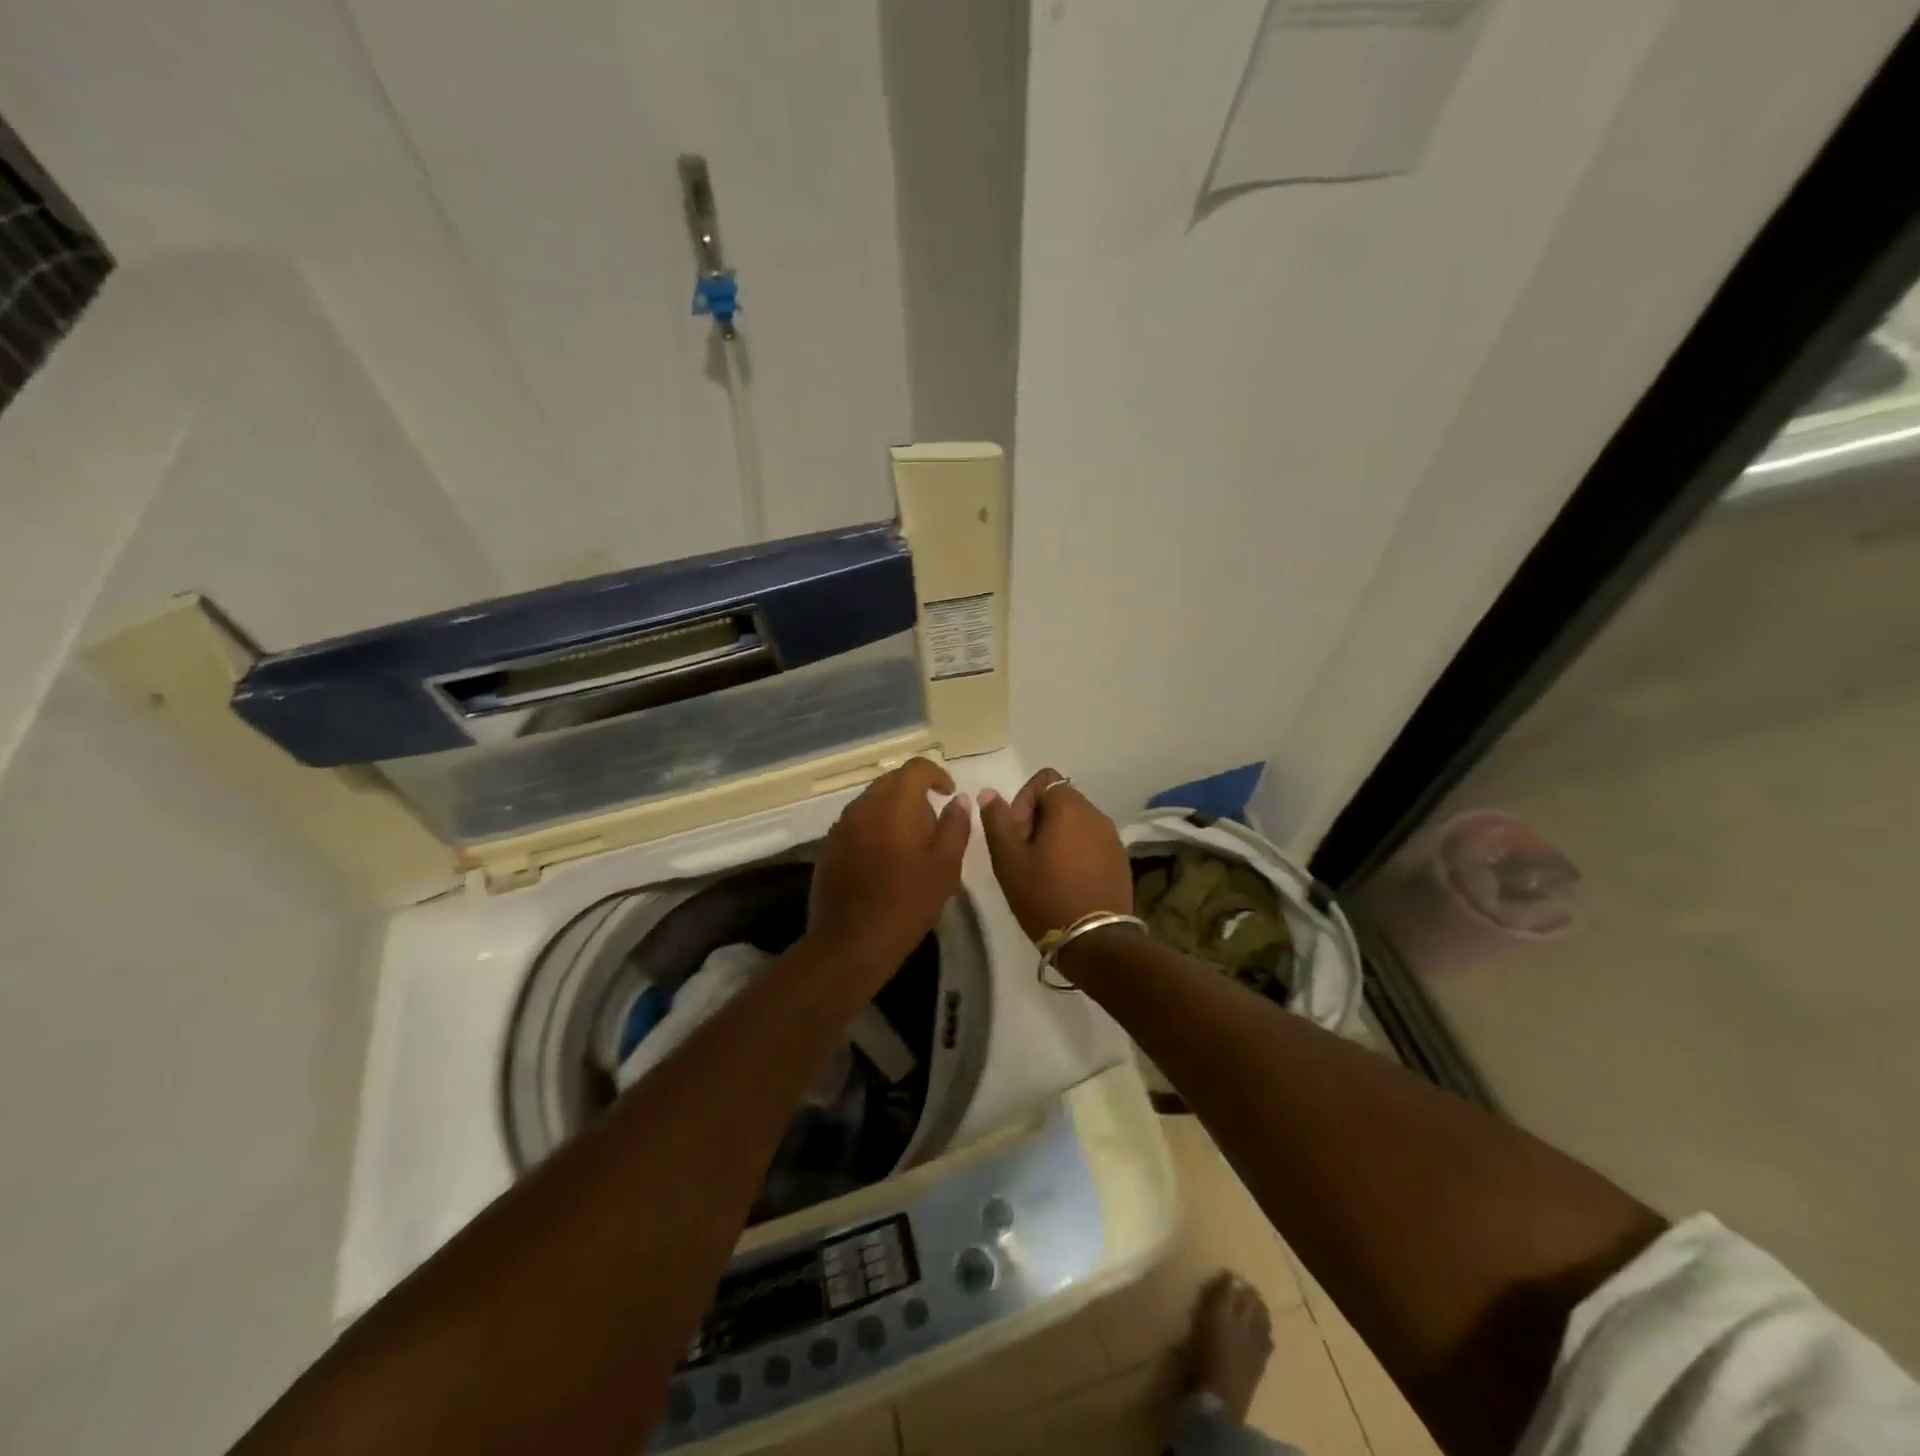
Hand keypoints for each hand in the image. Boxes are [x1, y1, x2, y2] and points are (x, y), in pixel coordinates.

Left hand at [808, 757, 970, 976]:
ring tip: (912, 844)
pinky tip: (886, 860)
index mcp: (893, 804)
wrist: (850, 943)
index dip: (936, 774)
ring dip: (894, 811)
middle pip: (891, 782)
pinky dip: (875, 828)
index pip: (915, 768)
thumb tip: (958, 800)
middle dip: (915, 793)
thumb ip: (955, 825)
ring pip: (872, 802)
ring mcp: (841, 826)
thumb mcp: (945, 866)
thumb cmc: (906, 903)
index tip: (949, 793)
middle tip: (934, 824)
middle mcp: (863, 806)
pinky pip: (857, 823)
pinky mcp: (829, 847)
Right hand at [979, 768, 1132, 944]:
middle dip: (1037, 820)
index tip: (1015, 834)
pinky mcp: (1121, 861)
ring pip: (1076, 823)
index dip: (1022, 802)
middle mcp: (1096, 814)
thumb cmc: (1045, 895)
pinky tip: (1066, 882)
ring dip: (1056, 837)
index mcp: (1070, 807)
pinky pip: (1091, 843)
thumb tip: (989, 793)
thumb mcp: (1009, 860)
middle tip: (1024, 855)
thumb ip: (997, 821)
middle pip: (1060, 800)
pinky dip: (1075, 852)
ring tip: (1044, 871)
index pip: (1043, 780)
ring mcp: (1113, 838)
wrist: (1095, 941)